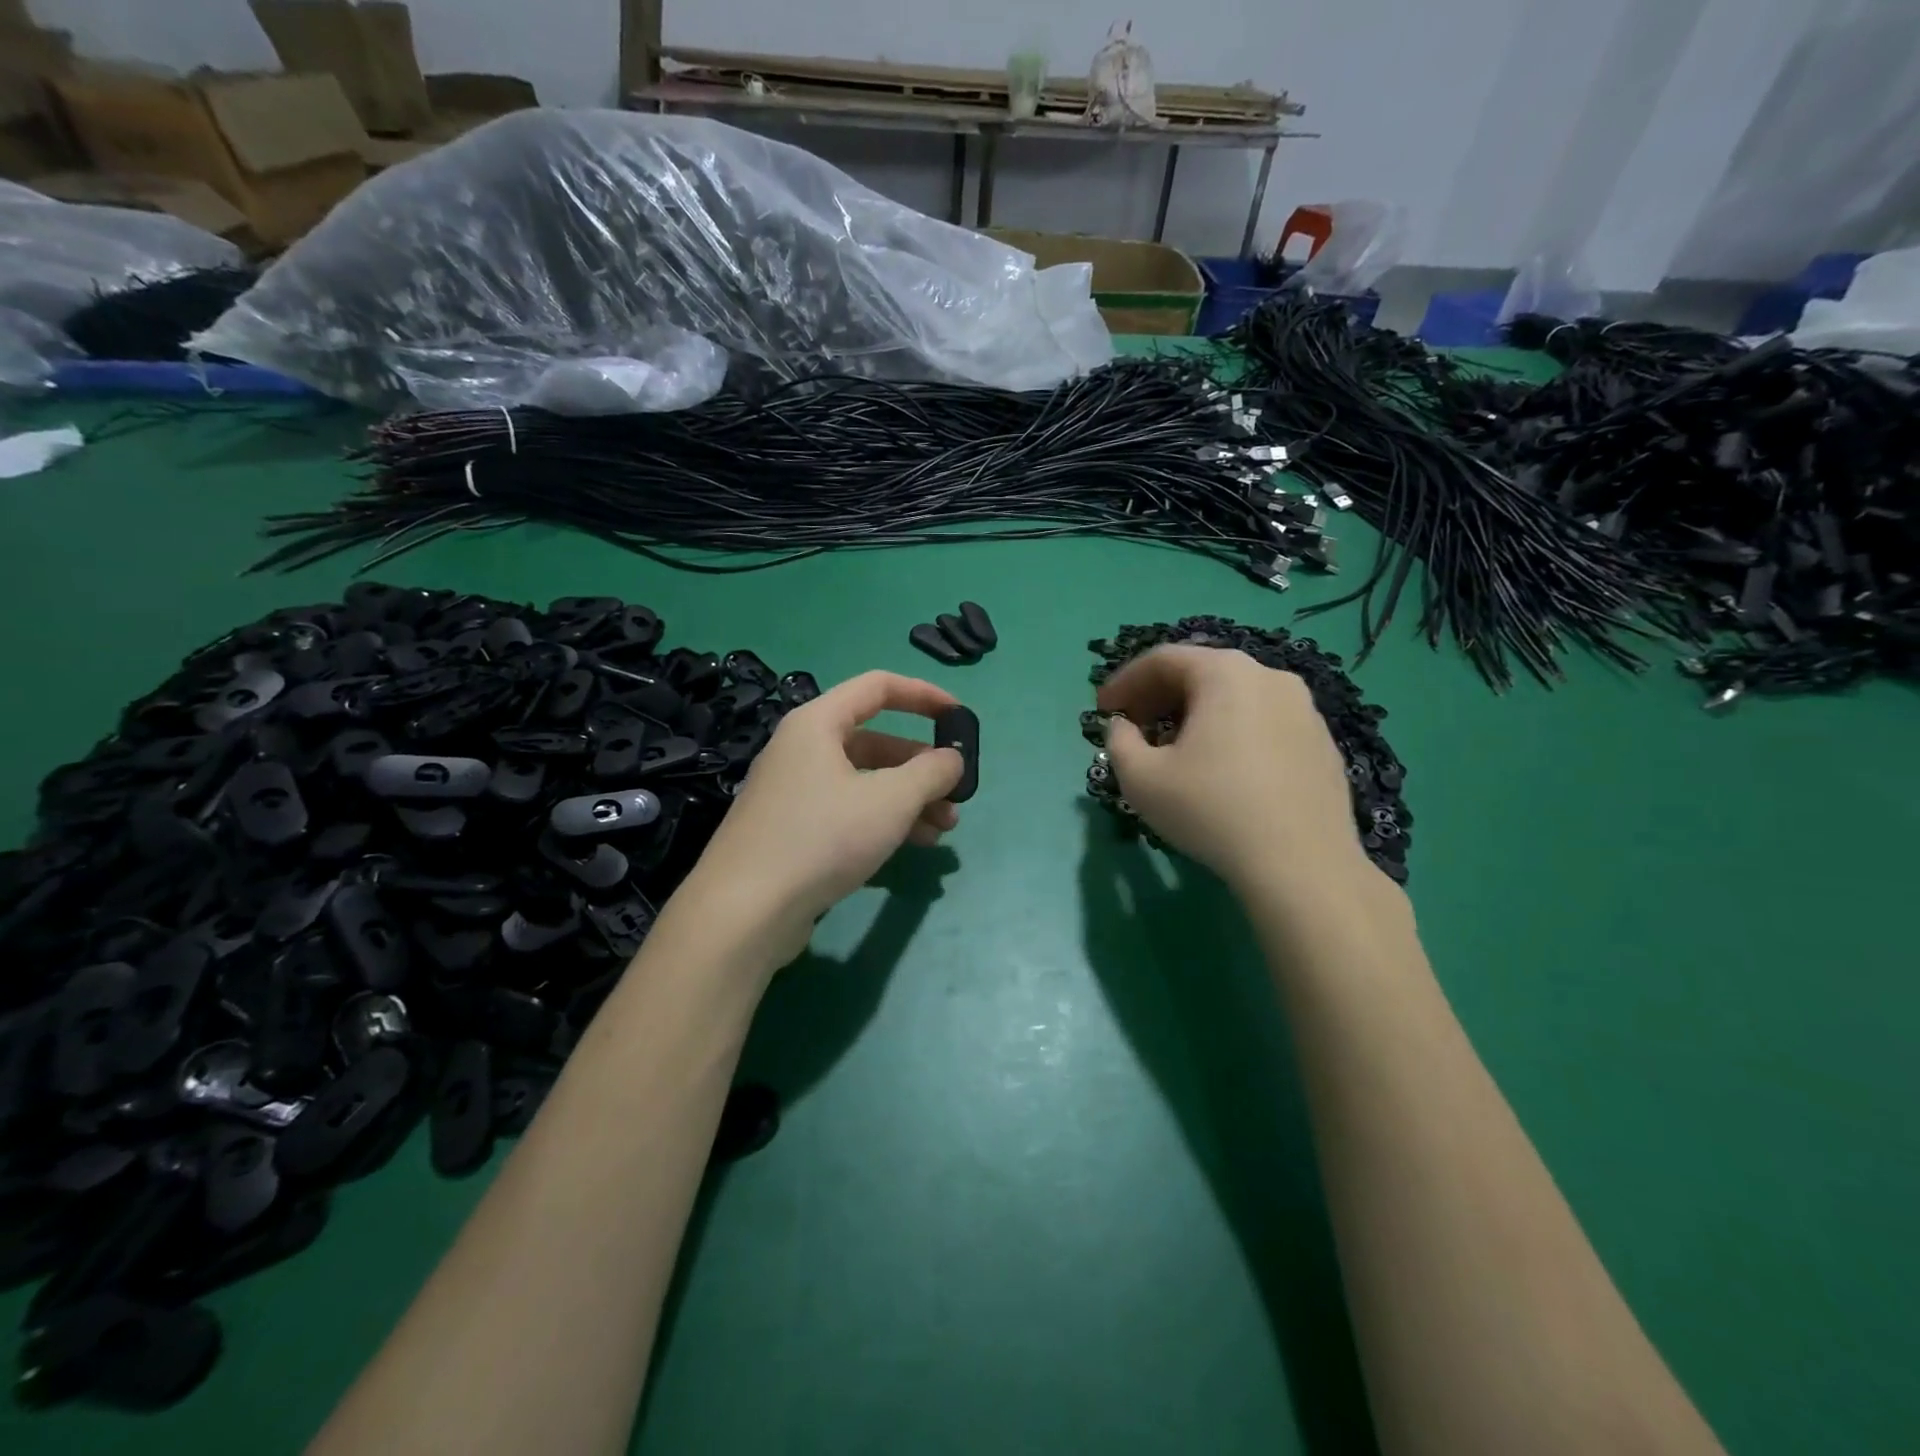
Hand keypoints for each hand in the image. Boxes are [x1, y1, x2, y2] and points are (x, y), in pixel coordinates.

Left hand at [679, 671, 963, 969]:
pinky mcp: (793, 831)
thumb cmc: (822, 837)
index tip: (960, 716)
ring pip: (866, 782)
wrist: (745, 912)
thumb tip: (952, 760)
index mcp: (817, 723)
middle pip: (875, 741)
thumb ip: (931, 772)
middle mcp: (802, 750)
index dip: (923, 695)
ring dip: (909, 800)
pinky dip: (883, 821)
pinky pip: (849, 811)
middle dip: (922, 766)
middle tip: (956, 794)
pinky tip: (913, 846)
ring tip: (944, 829)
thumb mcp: (891, 800)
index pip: (878, 687)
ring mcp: (795, 792)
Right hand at [1098, 645, 1373, 892]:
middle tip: (1133, 726)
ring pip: (1235, 697)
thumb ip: (1119, 741)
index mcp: (1225, 673)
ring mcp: (1304, 708)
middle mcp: (1269, 676)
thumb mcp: (1141, 778)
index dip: (1125, 681)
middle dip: (1159, 696)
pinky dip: (1231, 732)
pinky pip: (1263, 722)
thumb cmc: (1211, 810)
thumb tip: (1123, 727)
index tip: (1103, 708)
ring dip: (1195, 714)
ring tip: (1174, 748)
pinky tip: (1221, 770)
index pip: (1163, 659)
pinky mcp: (1321, 741)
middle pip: (1201, 672)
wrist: (1302, 865)